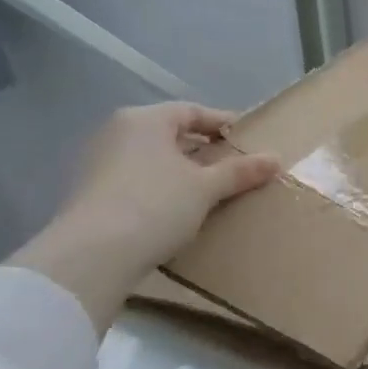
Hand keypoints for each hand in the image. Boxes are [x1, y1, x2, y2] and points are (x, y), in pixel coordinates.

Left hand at [9, 103, 279, 333]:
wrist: (92, 256)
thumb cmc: (155, 205)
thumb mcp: (206, 187)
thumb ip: (241, 171)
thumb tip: (275, 158)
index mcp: (144, 120)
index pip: (192, 112)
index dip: (224, 123)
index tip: (249, 139)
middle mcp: (117, 133)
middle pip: (171, 134)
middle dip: (204, 149)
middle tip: (235, 166)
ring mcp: (99, 163)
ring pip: (154, 159)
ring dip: (183, 171)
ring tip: (213, 190)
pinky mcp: (91, 194)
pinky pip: (138, 180)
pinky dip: (163, 187)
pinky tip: (181, 209)